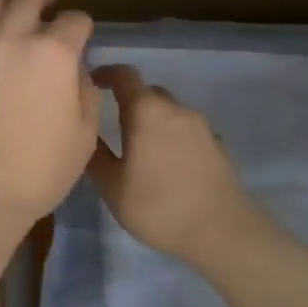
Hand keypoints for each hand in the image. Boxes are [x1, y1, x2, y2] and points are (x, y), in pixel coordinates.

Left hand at [0, 0, 98, 227]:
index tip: (82, 36)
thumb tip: (74, 70)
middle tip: (47, 3)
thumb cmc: (42, 169)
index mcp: (54, 53)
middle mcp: (14, 38)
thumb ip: (84, 90)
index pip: (75, 20)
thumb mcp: (85, 134)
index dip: (83, 26)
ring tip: (11, 7)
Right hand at [89, 64, 264, 267]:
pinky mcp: (218, 143)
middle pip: (147, 92)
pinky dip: (173, 137)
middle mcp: (175, 108)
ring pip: (169, 111)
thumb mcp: (113, 187)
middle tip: (113, 124)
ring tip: (141, 150)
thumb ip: (95, 155)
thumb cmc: (160, 207)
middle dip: (129, 101)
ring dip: (153, 121)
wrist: (224, 233)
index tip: (91, 83)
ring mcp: (201, 125)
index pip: (124, 74)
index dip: (106, 73)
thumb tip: (84, 133)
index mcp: (146, 110)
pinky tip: (169, 165)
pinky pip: (187, 130)